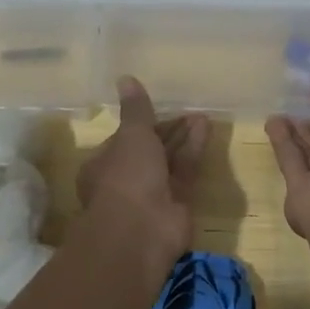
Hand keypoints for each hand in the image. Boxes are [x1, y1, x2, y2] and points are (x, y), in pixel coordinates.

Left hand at [77, 76, 207, 260]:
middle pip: (150, 150)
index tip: (162, 108)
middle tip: (191, 112)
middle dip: (169, 131)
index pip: (125, 139)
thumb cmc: (126, 176)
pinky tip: (205, 130)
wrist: (140, 230)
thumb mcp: (131, 135)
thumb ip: (136, 109)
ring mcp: (152, 194)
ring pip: (170, 161)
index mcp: (104, 164)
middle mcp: (126, 179)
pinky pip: (185, 172)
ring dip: (185, 139)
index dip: (143, 124)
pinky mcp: (177, 204)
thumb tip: (125, 78)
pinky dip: (194, 151)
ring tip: (203, 116)